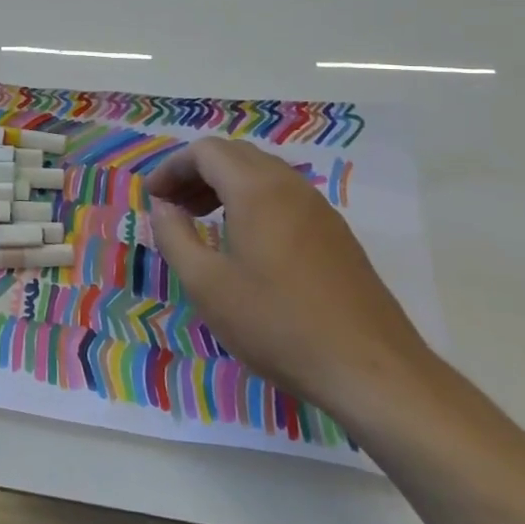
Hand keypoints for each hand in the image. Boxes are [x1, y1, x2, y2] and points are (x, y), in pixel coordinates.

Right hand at [146, 137, 436, 420]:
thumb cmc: (277, 324)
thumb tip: (163, 208)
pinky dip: (252, 202)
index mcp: (257, 190)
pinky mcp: (336, 236)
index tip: (152, 197)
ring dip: (224, 186)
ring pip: (262, 175)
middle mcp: (291, 187)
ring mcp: (320, 210)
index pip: (205, 152)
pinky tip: (243, 242)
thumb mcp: (206, 284)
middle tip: (171, 206)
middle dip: (196, 173)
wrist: (372, 371)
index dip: (172, 168)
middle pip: (235, 156)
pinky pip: (284, 197)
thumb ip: (174, 236)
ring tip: (200, 220)